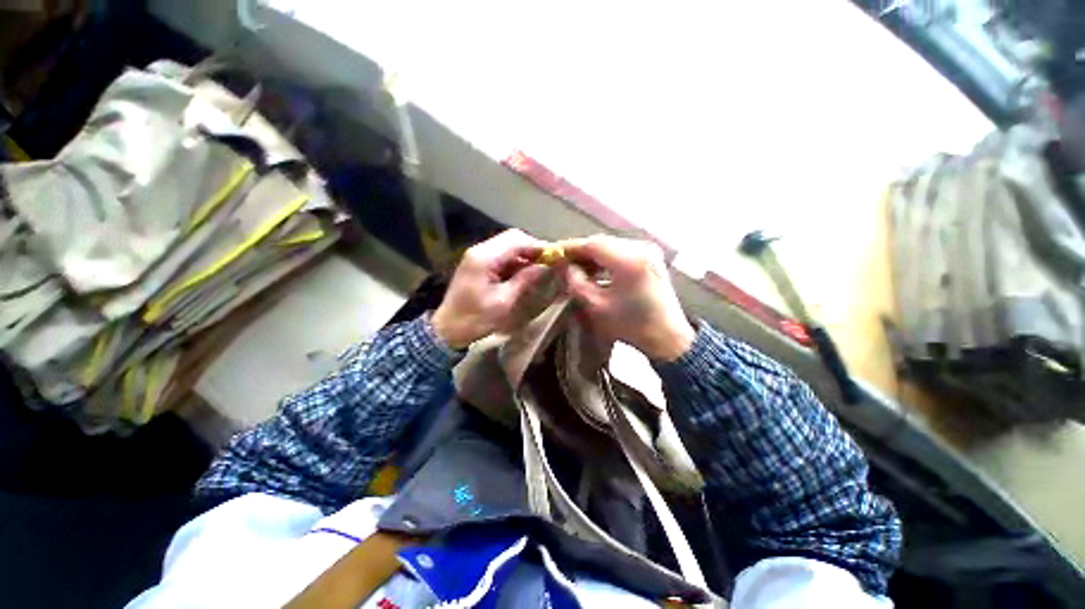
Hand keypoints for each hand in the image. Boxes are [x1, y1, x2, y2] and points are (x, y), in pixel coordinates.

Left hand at [432, 229, 547, 348]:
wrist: (447, 330)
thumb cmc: (475, 318)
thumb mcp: (504, 301)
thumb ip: (525, 280)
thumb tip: (547, 266)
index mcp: (484, 257)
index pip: (517, 240)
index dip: (539, 246)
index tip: (556, 258)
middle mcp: (480, 250)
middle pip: (512, 238)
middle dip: (532, 249)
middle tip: (549, 264)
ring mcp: (477, 256)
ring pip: (507, 245)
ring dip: (524, 255)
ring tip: (540, 270)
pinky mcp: (477, 264)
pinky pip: (500, 255)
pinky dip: (514, 261)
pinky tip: (524, 274)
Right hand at [562, 235, 694, 360]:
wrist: (669, 337)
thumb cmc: (633, 326)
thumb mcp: (597, 307)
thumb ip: (577, 282)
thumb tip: (566, 266)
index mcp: (629, 260)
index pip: (592, 244)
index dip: (569, 247)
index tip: (552, 253)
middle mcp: (641, 248)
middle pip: (602, 242)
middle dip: (581, 251)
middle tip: (562, 261)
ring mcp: (649, 251)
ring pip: (612, 245)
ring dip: (594, 254)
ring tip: (577, 267)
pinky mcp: (652, 258)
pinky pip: (623, 251)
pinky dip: (608, 258)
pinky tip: (597, 270)